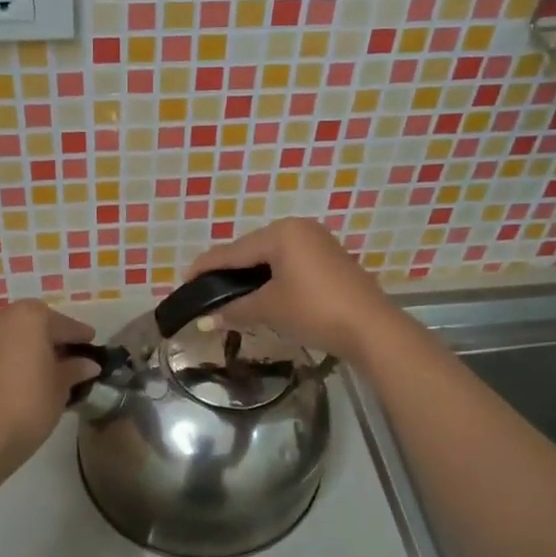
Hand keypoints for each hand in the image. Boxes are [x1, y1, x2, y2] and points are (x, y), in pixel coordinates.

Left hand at [0, 300, 98, 475]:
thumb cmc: (27, 406)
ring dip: (34, 348)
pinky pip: (2, 349)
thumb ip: (75, 370)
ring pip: (17, 336)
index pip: (64, 325)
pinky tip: (29, 378)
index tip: (93, 345)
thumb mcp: (60, 388)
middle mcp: (3, 317)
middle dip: (55, 339)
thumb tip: (88, 364)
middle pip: (37, 324)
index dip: (81, 337)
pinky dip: (17, 357)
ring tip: (53, 371)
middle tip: (74, 358)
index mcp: (29, 317)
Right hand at [185, 218, 394, 362]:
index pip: (233, 250)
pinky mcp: (331, 259)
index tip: (185, 280)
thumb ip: (234, 310)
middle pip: (252, 249)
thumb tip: (205, 321)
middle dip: (229, 270)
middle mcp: (299, 228)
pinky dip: (273, 277)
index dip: (206, 267)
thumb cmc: (314, 310)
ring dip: (251, 275)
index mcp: (281, 233)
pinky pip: (290, 263)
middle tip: (206, 290)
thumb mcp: (269, 308)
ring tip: (230, 294)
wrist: (371, 327)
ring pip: (272, 256)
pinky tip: (263, 293)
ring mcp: (318, 242)